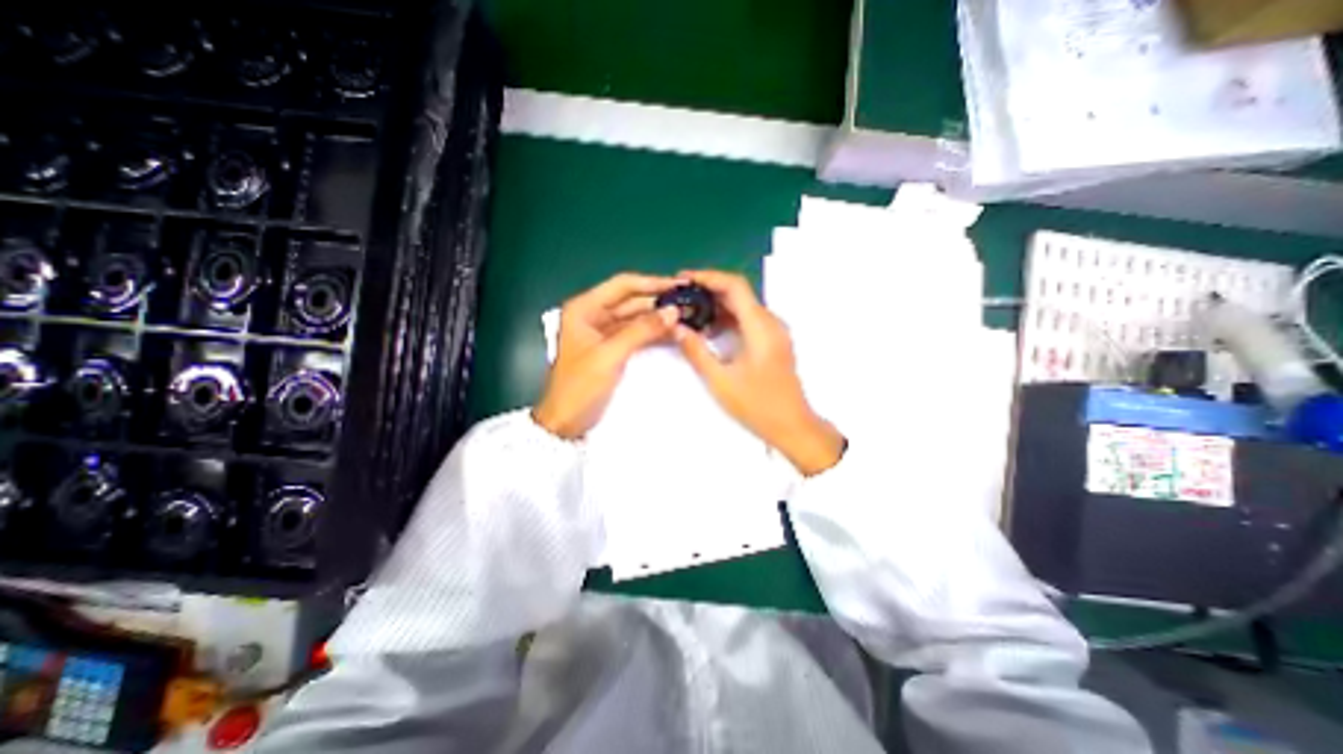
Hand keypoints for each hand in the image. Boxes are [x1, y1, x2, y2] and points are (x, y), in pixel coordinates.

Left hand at [536, 271, 683, 439]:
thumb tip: (673, 312)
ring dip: (658, 318)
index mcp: (585, 308)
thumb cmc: (580, 386)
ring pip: (636, 317)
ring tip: (686, 317)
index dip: (651, 283)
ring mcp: (603, 332)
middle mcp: (593, 314)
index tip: (678, 285)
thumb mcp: (610, 355)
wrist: (566, 422)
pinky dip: (653, 333)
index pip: (623, 285)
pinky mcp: (612, 348)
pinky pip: (636, 333)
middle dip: (658, 302)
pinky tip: (672, 332)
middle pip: (631, 300)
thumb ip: (642, 331)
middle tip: (688, 304)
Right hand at [677, 269, 842, 472]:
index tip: (683, 280)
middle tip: (681, 296)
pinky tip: (710, 330)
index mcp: (760, 326)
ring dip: (717, 305)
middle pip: (739, 292)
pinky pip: (748, 319)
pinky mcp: (773, 341)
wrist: (792, 425)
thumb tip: (675, 327)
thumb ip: (696, 350)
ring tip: (690, 312)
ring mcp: (774, 331)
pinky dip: (728, 318)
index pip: (734, 285)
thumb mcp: (720, 380)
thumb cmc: (757, 405)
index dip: (708, 277)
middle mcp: (770, 322)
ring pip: (743, 306)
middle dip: (709, 290)